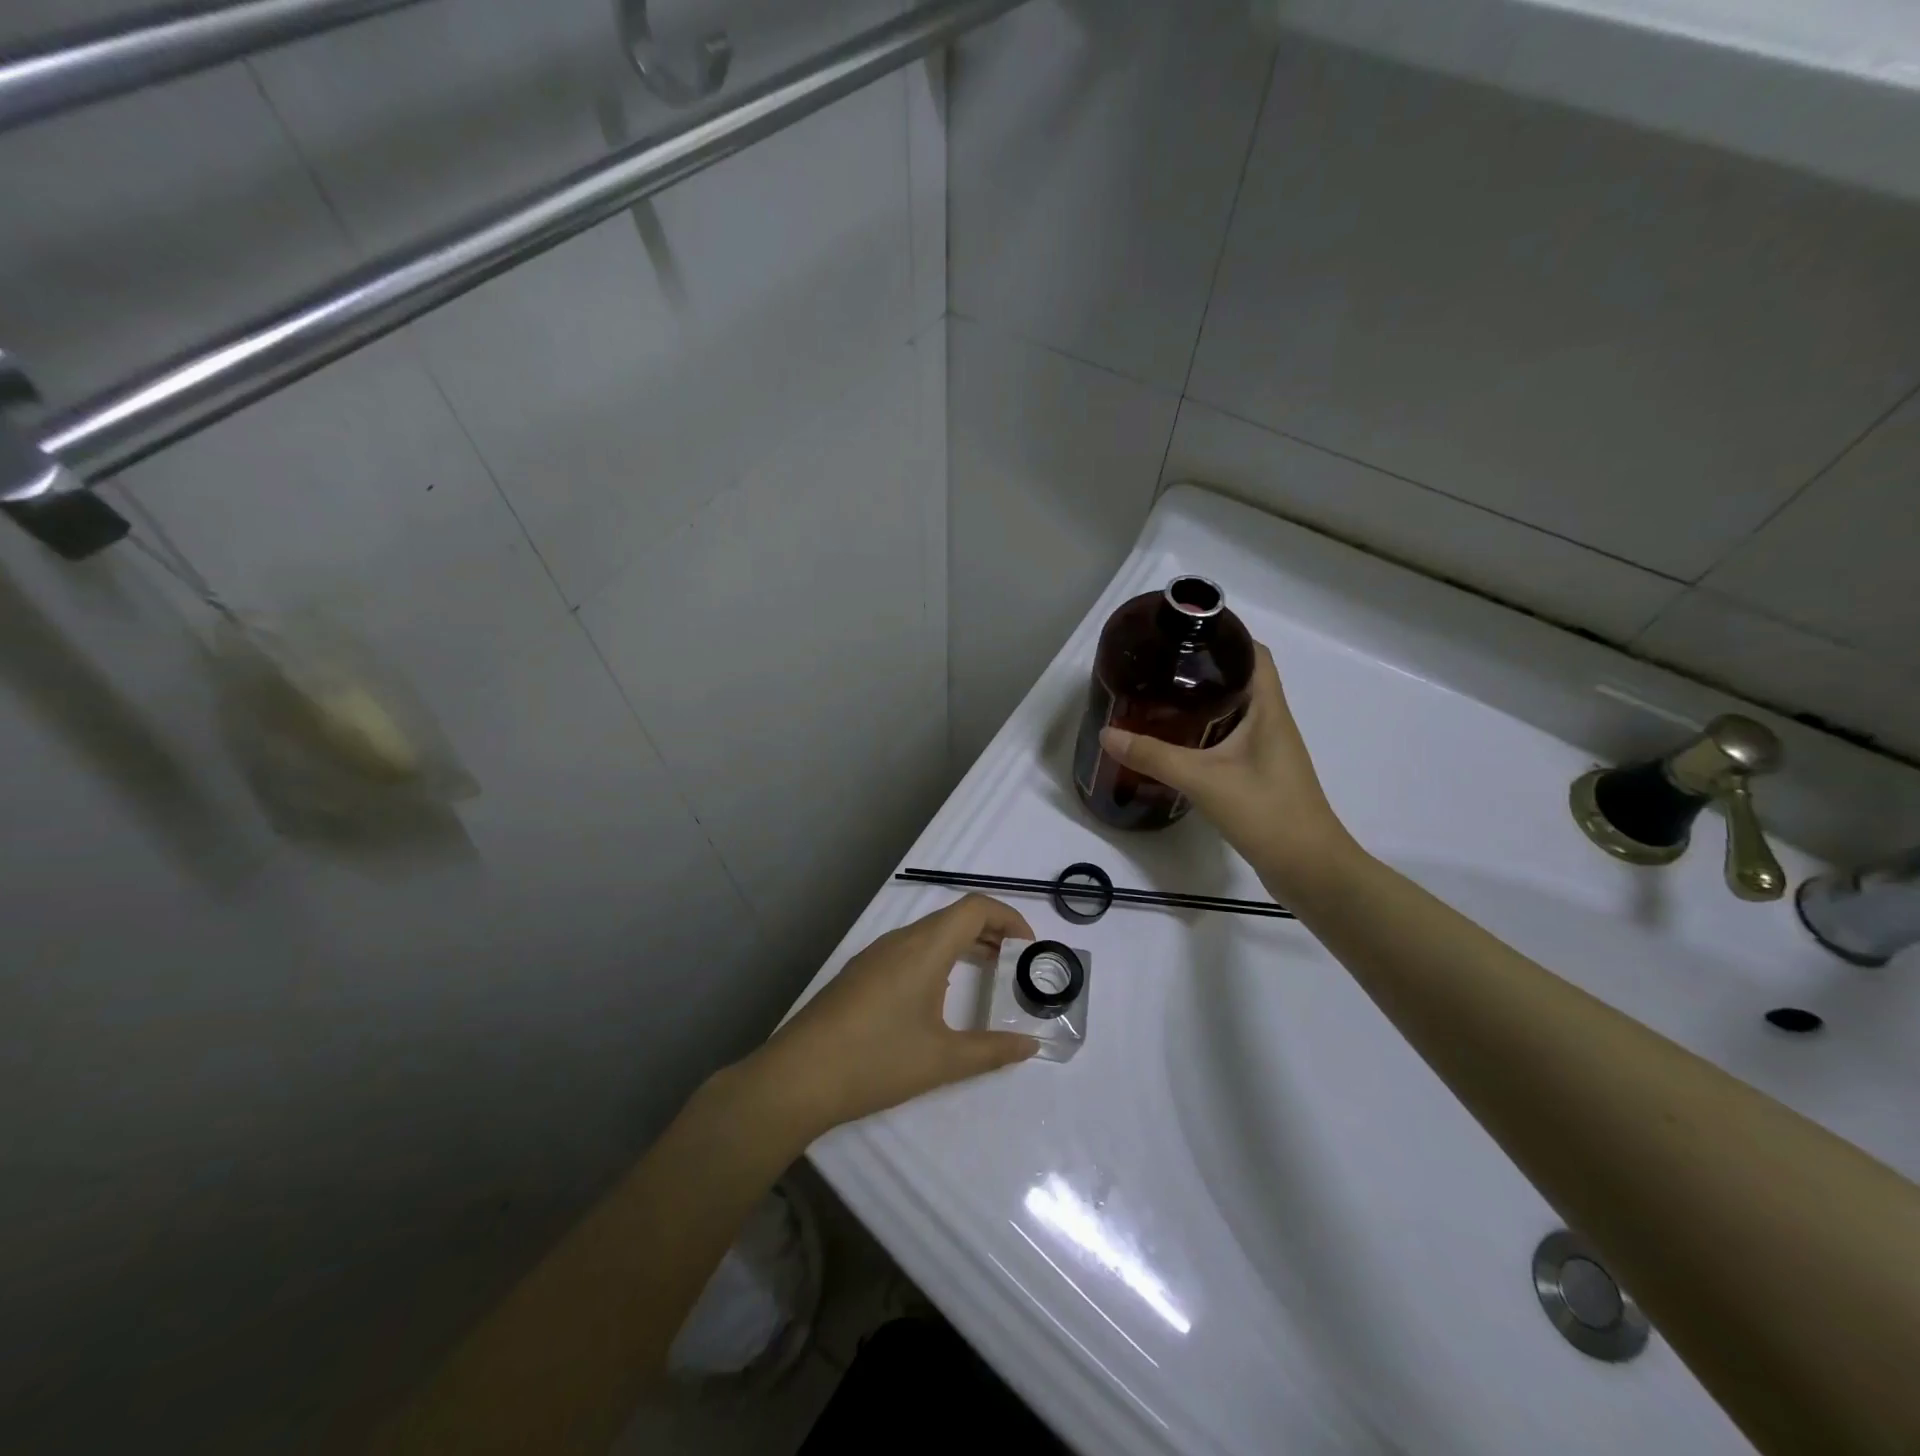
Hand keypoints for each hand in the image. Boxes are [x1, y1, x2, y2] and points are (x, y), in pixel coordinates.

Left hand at [736, 895, 1040, 1139]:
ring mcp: (875, 955)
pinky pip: (908, 950)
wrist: (797, 1078)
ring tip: (986, 974)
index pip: (975, 908)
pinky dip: (937, 957)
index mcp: (924, 948)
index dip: (1008, 918)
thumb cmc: (876, 1061)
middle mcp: (900, 940)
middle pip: (953, 917)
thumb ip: (991, 1050)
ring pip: (929, 933)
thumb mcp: (942, 1060)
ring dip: (962, 944)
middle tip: (1016, 962)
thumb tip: (1031, 1046)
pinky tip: (939, 994)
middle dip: (990, 932)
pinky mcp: (859, 974)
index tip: (1029, 947)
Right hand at [1099, 642, 1355, 898]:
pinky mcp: (1261, 777)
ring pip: (1236, 713)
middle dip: (1203, 670)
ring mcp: (1269, 753)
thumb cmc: (1267, 813)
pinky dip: (1206, 734)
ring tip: (1159, 701)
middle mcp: (1273, 724)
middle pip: (1242, 681)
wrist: (1310, 870)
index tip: (1185, 634)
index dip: (1226, 638)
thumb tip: (1108, 733)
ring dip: (1204, 704)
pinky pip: (1232, 741)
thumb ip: (1155, 756)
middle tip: (1159, 669)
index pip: (1255, 655)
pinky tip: (1178, 745)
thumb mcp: (1204, 780)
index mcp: (1269, 711)